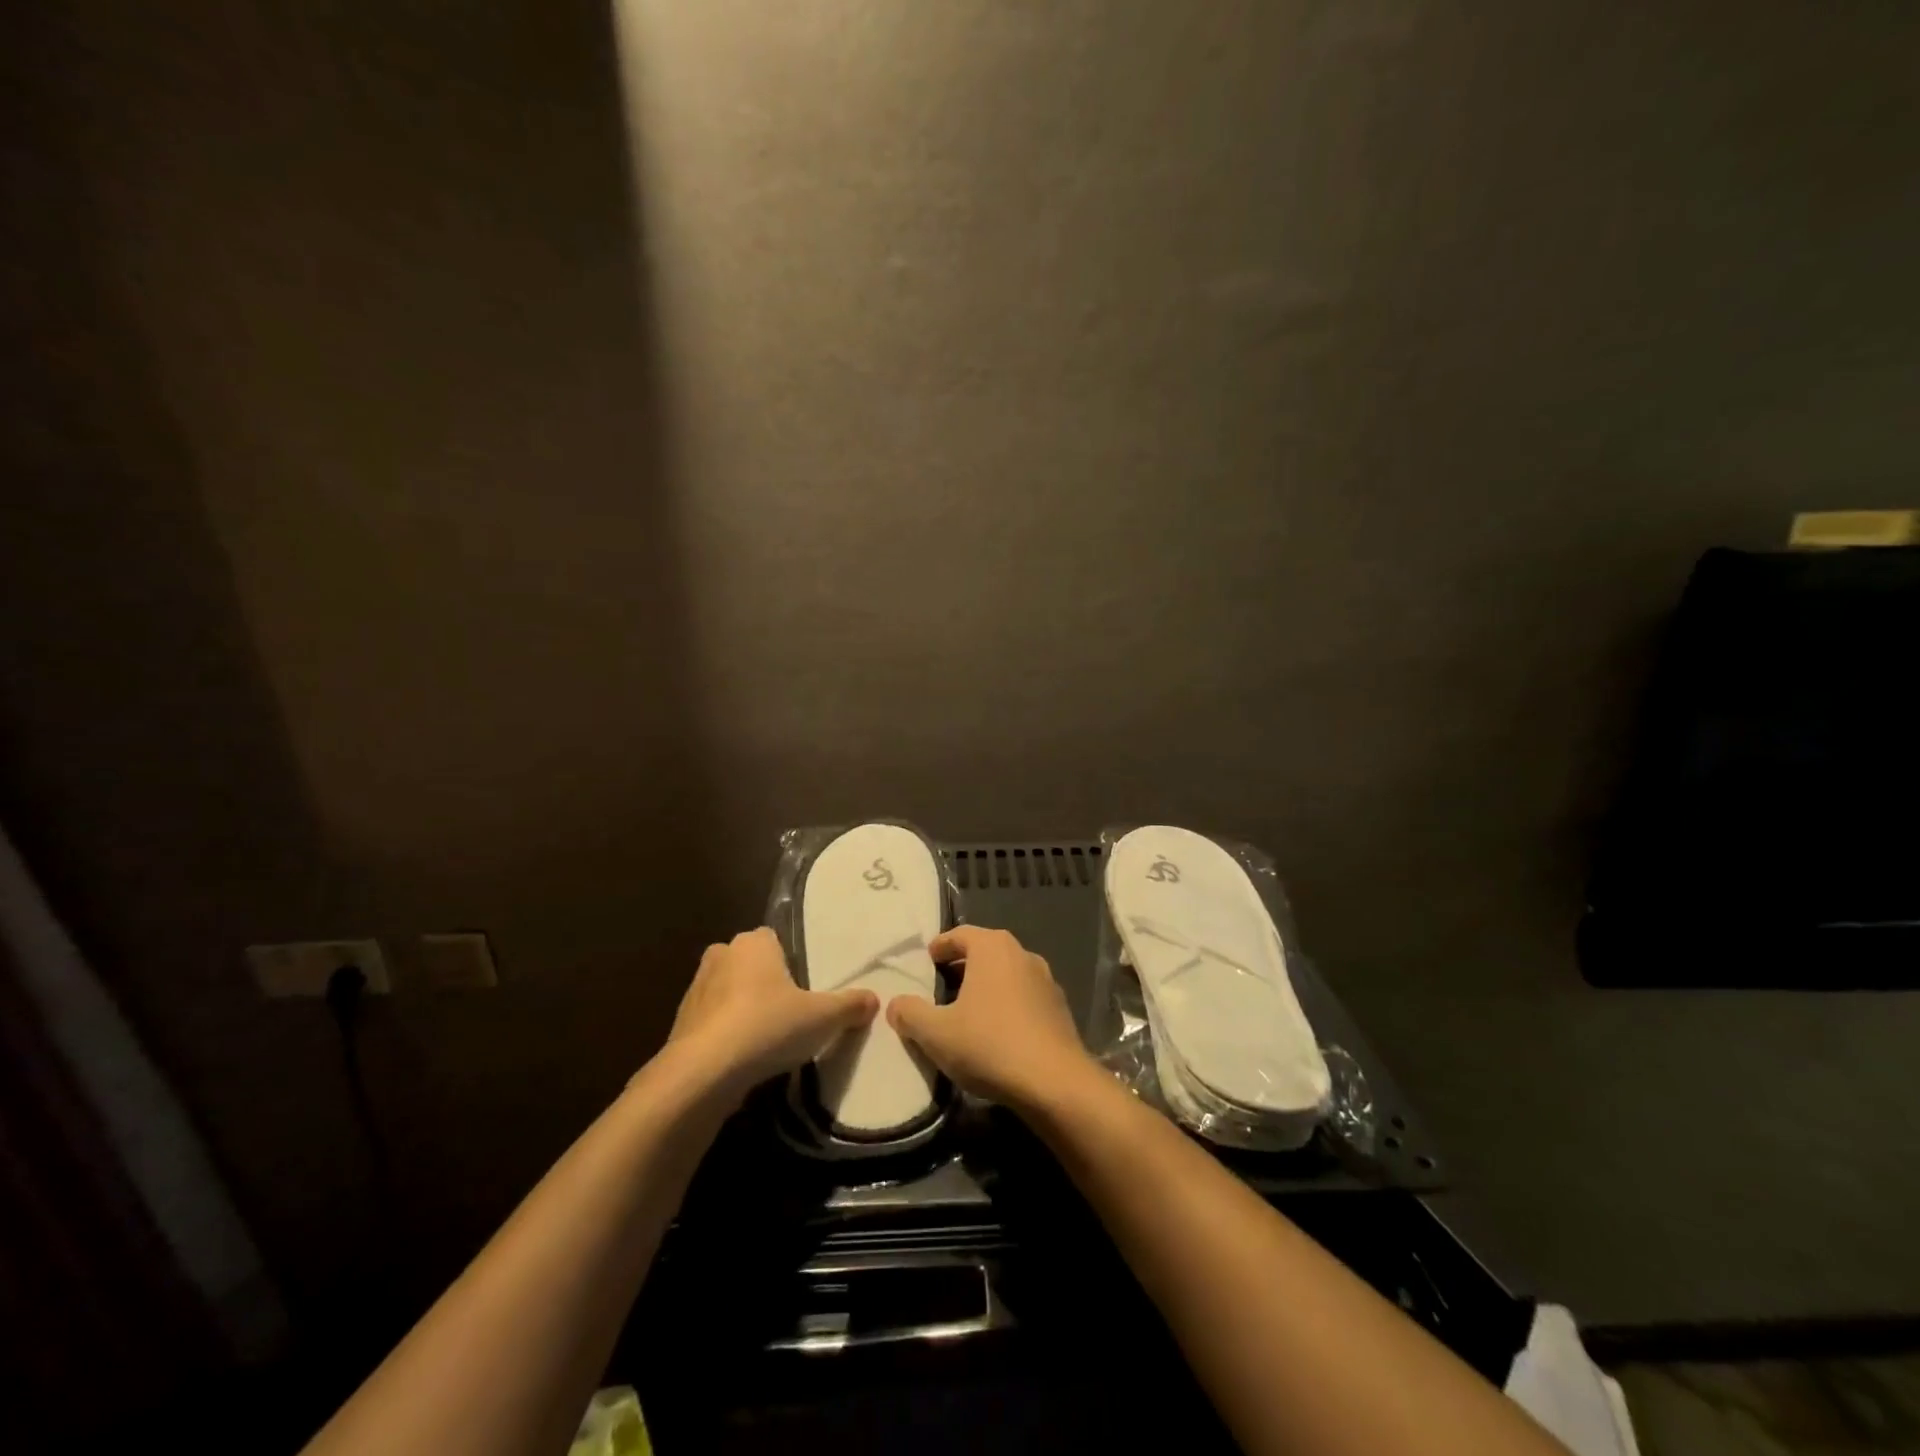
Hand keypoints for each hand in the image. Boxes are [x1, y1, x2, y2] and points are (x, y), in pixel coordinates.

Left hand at [666, 928, 878, 1100]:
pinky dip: (724, 1035)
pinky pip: (711, 1022)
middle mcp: (721, 955)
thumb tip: (874, 999)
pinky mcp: (679, 1024)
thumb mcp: (823, 1017)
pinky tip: (742, 1059)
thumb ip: (850, 1005)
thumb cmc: (767, 1027)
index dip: (790, 960)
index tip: (804, 986)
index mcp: (753, 942)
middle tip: (790, 1012)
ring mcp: (695, 989)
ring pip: (728, 992)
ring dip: (742, 1009)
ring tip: (767, 1040)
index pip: (774, 939)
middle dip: (765, 983)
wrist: (703, 1073)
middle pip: (750, 964)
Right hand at [887, 925, 1100, 1111]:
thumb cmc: (989, 1045)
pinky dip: (1006, 1005)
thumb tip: (896, 1004)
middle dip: (961, 966)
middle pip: (984, 952)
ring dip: (985, 987)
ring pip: (1006, 974)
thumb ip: (910, 1014)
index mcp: (993, 948)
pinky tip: (995, 1032)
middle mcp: (1022, 954)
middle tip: (939, 986)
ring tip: (965, 1011)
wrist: (1054, 1083)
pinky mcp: (1059, 1009)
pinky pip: (1023, 997)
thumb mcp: (936, 1033)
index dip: (939, 946)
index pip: (959, 935)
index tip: (926, 961)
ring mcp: (1046, 980)